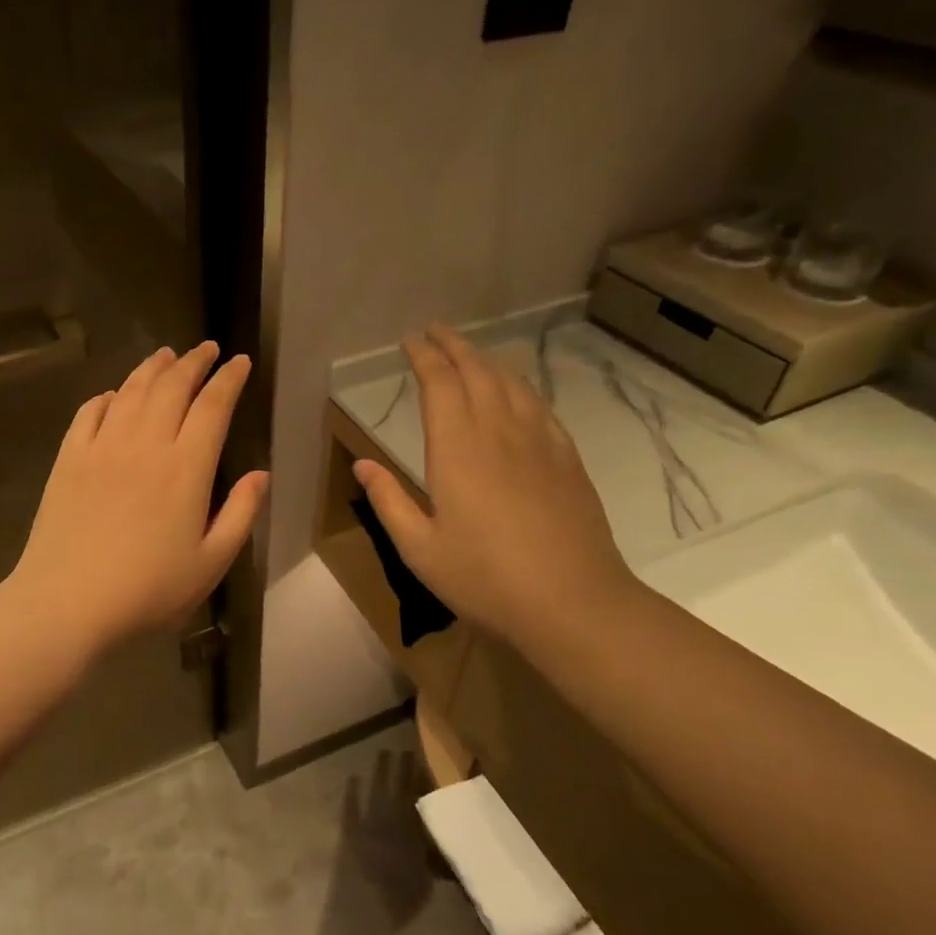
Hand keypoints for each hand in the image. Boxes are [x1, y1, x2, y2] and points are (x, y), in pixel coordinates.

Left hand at [8, 342, 269, 656]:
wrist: (67, 603)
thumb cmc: (147, 590)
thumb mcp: (210, 563)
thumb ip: (240, 514)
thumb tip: (260, 475)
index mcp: (185, 468)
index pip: (212, 406)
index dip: (229, 379)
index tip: (240, 361)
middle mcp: (145, 444)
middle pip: (172, 386)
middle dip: (194, 361)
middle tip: (208, 348)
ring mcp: (102, 447)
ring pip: (130, 391)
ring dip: (152, 368)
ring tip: (166, 355)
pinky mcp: (68, 459)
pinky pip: (88, 413)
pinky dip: (105, 397)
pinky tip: (112, 395)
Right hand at [351, 325, 634, 647]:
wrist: (573, 602)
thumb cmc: (484, 578)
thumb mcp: (419, 548)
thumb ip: (388, 501)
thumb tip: (362, 465)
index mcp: (456, 448)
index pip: (439, 383)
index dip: (423, 356)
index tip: (409, 341)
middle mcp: (498, 431)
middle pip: (477, 371)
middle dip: (453, 345)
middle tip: (435, 332)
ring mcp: (539, 442)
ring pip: (511, 383)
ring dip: (486, 360)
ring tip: (469, 354)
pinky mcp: (567, 458)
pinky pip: (540, 406)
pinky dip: (520, 387)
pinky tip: (516, 393)